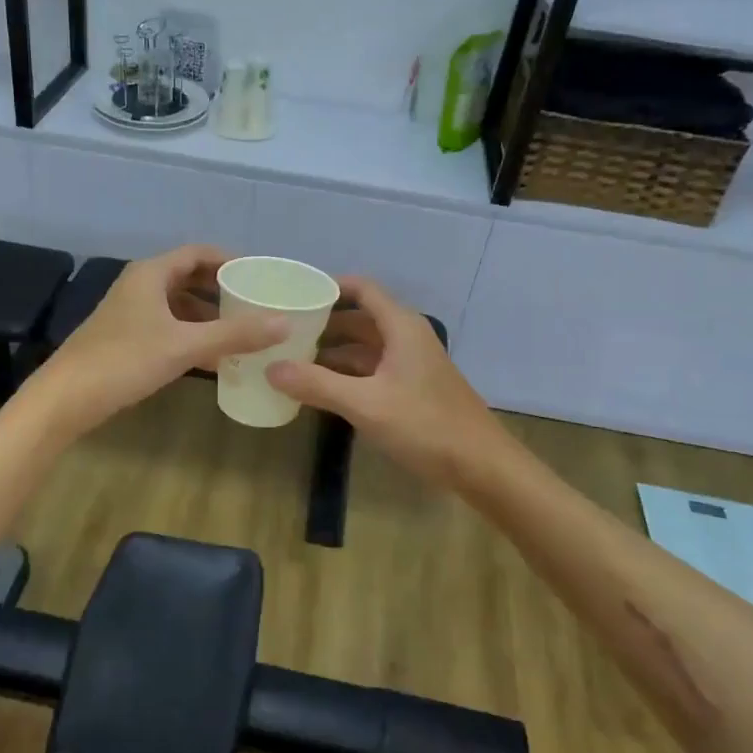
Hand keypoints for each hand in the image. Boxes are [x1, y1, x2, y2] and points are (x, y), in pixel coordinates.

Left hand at [28, 246, 287, 437]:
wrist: (65, 398)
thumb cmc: (124, 361)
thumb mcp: (184, 346)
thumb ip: (234, 334)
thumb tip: (284, 324)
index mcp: (151, 274)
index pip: (198, 253)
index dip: (230, 260)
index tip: (259, 274)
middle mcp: (140, 286)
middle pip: (189, 277)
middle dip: (222, 289)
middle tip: (256, 303)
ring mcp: (130, 312)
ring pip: (178, 304)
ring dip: (208, 315)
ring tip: (242, 331)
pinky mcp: (126, 337)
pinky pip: (168, 326)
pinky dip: (192, 334)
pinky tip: (213, 357)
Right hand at [266, 277, 506, 487]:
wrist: (482, 466)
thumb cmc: (425, 425)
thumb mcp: (365, 404)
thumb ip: (317, 385)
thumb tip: (271, 368)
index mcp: (401, 327)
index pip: (362, 289)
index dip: (330, 287)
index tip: (294, 293)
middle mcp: (406, 338)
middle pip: (360, 318)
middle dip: (323, 323)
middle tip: (282, 330)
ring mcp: (411, 365)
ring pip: (365, 347)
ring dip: (332, 351)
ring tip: (291, 359)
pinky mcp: (412, 389)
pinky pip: (372, 370)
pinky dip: (346, 374)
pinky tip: (320, 388)